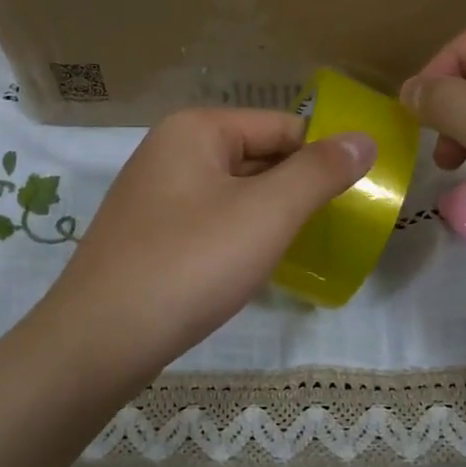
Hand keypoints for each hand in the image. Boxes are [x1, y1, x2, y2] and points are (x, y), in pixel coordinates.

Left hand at [39, 109, 375, 378]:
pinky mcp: (148, 237)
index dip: (324, 155)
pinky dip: (240, 237)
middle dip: (298, 188)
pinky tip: (257, 266)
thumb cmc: (190, 264)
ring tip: (307, 247)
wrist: (101, 340)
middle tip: (340, 224)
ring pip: (234, 193)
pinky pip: (210, 222)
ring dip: (271, 216)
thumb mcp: (267, 213)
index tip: (361, 192)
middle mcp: (170, 152)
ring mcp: (154, 196)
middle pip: (257, 156)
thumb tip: (364, 138)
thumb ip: (319, 172)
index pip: (282, 126)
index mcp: (196, 130)